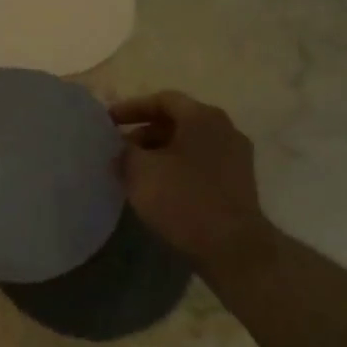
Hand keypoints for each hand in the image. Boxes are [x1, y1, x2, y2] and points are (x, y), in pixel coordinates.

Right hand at [110, 91, 270, 267]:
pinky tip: (159, 187)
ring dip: (159, 152)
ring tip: (134, 171)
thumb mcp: (140, 171)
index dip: (131, 108)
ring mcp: (236, 157)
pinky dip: (176, 167)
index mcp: (202, 117)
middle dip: (144, 132)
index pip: (163, 100)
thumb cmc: (183, 199)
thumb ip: (125, 151)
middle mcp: (224, 129)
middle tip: (119, 149)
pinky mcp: (238, 182)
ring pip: (189, 144)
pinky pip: (200, 164)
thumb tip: (122, 149)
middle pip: (177, 121)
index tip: (108, 122)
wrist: (232, 247)